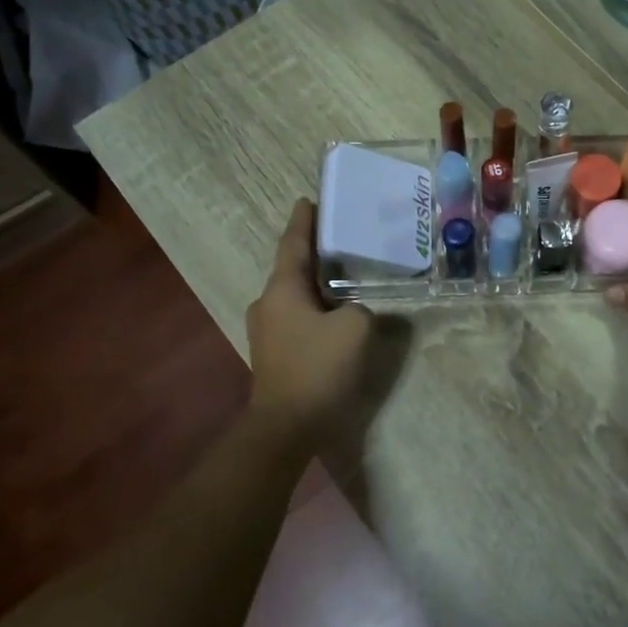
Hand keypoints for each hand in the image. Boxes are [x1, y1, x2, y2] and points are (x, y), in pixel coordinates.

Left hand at [245, 200, 378, 438]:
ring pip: (294, 294)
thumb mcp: (355, 328)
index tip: (307, 199)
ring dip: (316, 282)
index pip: (293, 244)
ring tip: (343, 273)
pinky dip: (314, 306)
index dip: (303, 221)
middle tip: (340, 237)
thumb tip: (354, 311)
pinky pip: (296, 316)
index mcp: (282, 289)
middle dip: (314, 252)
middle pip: (292, 268)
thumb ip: (360, 308)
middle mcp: (268, 303)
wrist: (286, 426)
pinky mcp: (274, 352)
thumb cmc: (318, 368)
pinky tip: (334, 311)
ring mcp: (266, 330)